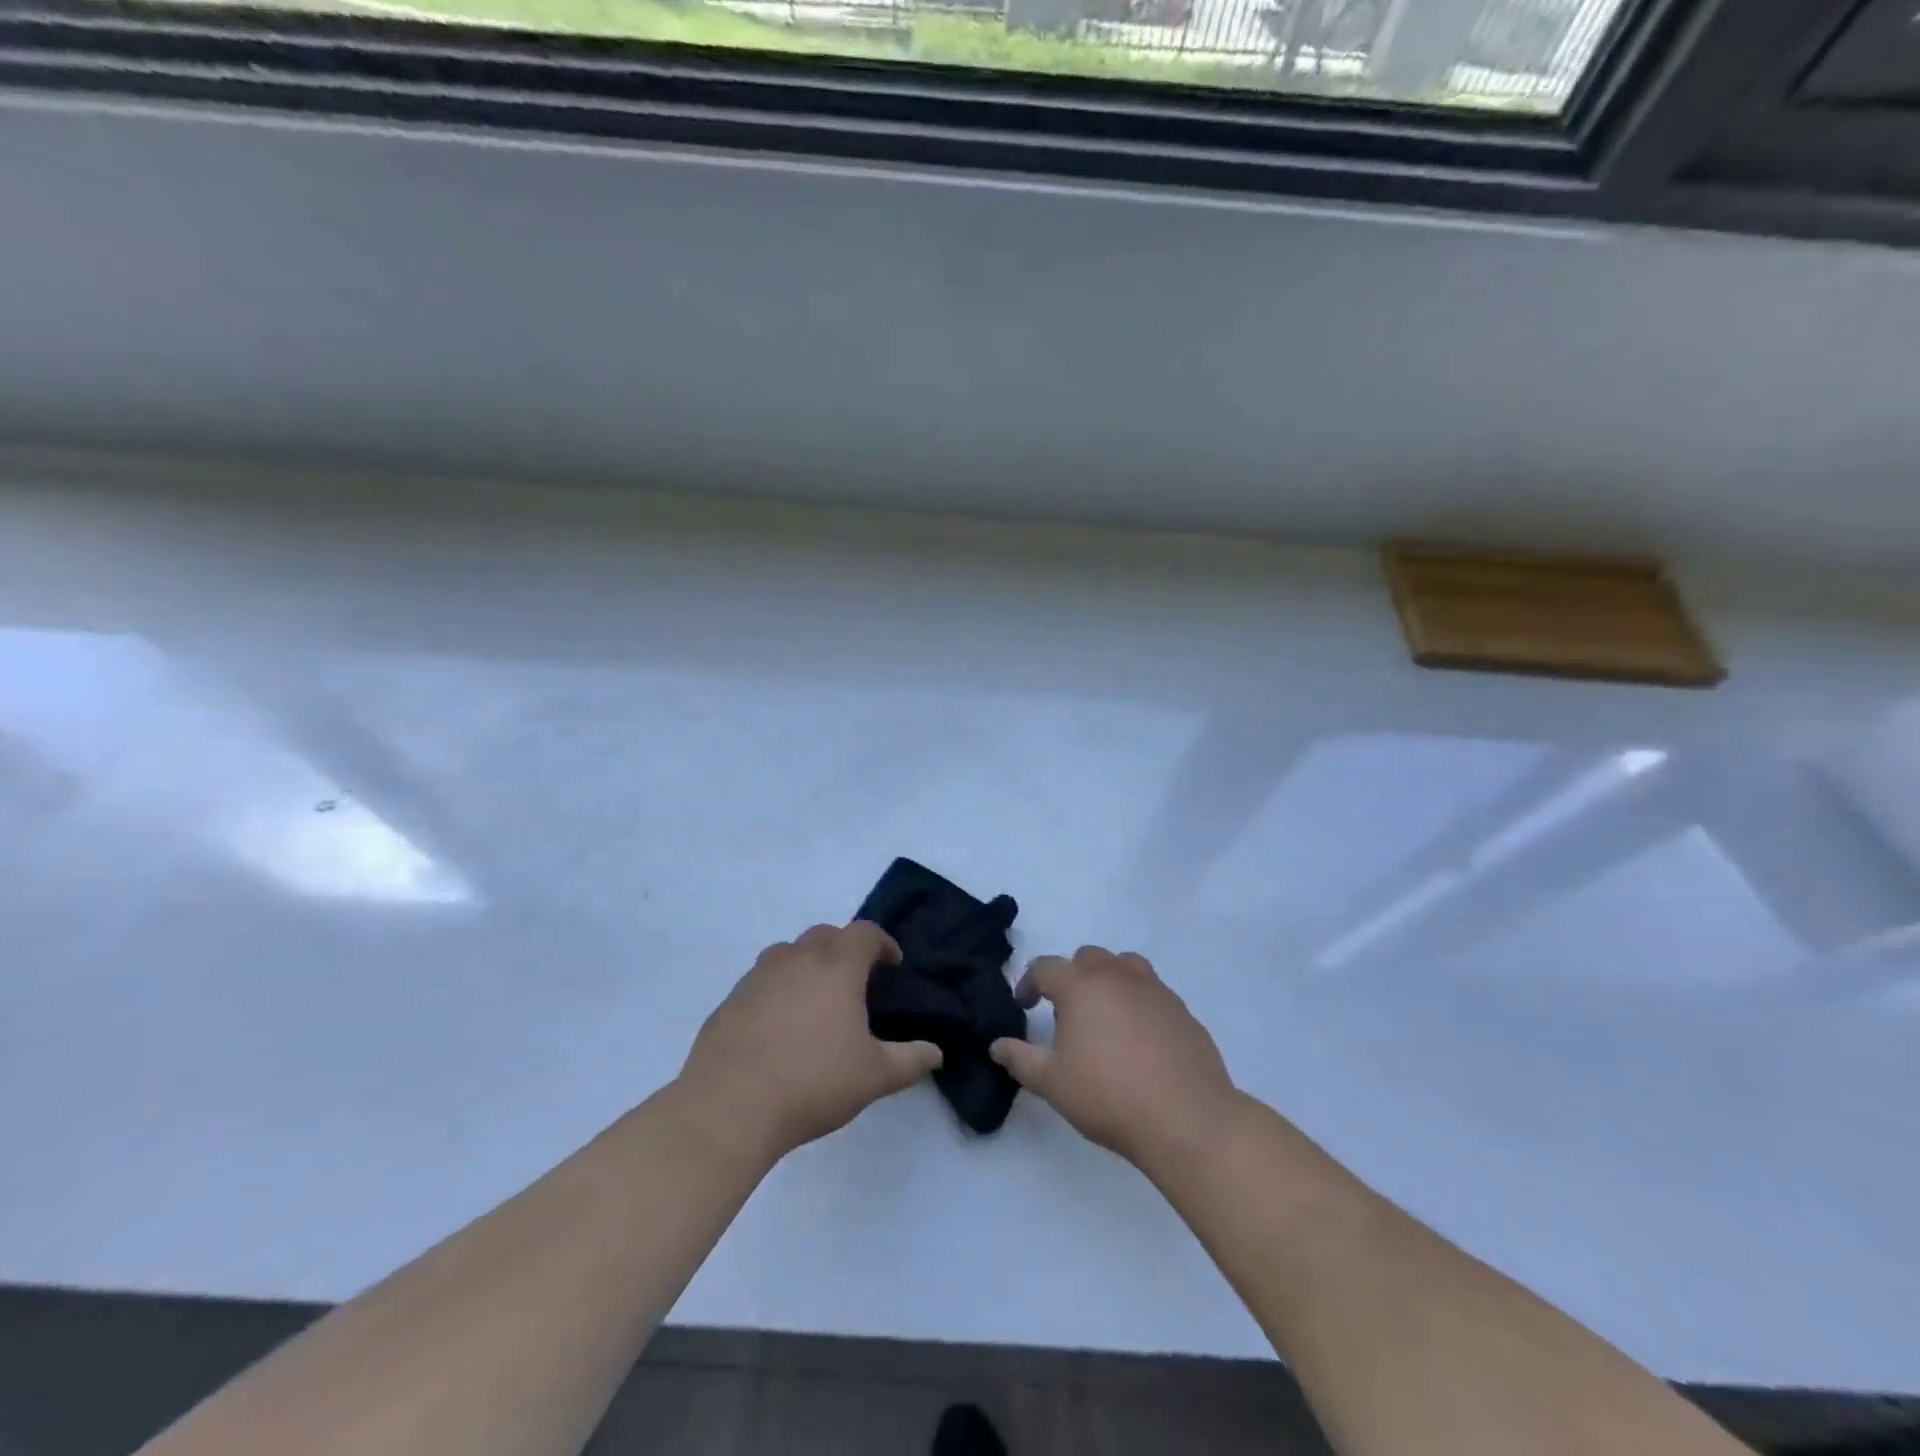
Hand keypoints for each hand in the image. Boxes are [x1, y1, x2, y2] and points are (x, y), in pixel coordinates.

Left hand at [675, 922, 942, 1165]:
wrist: (730, 1107)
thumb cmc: (813, 1082)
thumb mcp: (874, 1076)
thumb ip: (910, 1060)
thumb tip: (936, 1053)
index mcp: (836, 966)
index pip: (865, 933)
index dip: (883, 943)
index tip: (892, 964)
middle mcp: (796, 959)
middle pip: (825, 934)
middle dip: (845, 948)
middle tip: (856, 981)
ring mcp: (757, 977)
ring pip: (788, 953)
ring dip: (807, 964)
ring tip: (815, 999)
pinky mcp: (729, 1001)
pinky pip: (760, 981)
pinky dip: (776, 990)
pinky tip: (778, 1026)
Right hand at [989, 947, 1239, 1176]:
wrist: (1187, 1118)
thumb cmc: (1109, 1096)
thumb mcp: (1052, 1083)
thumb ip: (1020, 1059)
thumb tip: (997, 1045)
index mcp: (1081, 986)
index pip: (1046, 967)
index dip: (1029, 982)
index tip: (1025, 1006)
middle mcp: (1117, 976)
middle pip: (1087, 957)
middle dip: (1071, 977)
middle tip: (1067, 1014)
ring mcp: (1155, 989)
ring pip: (1124, 966)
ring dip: (1108, 980)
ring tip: (1105, 1017)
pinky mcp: (1182, 1010)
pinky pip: (1152, 992)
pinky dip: (1138, 1002)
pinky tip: (1140, 1040)